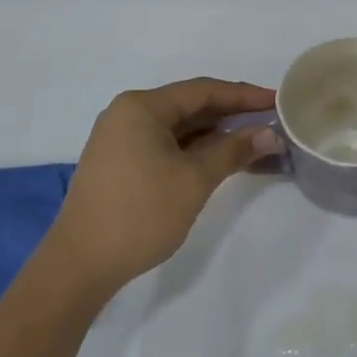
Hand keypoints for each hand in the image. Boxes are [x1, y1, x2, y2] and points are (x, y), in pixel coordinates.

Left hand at [44, 78, 279, 294]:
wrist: (79, 265)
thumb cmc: (139, 214)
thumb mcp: (194, 180)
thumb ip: (233, 151)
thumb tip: (269, 133)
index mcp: (142, 107)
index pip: (203, 90)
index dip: (244, 96)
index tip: (278, 101)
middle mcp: (128, 113)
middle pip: (190, 105)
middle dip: (231, 114)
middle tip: (271, 120)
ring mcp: (120, 139)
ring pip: (178, 127)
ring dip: (214, 134)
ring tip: (254, 140)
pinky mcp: (119, 162)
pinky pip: (165, 144)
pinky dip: (194, 149)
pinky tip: (220, 158)